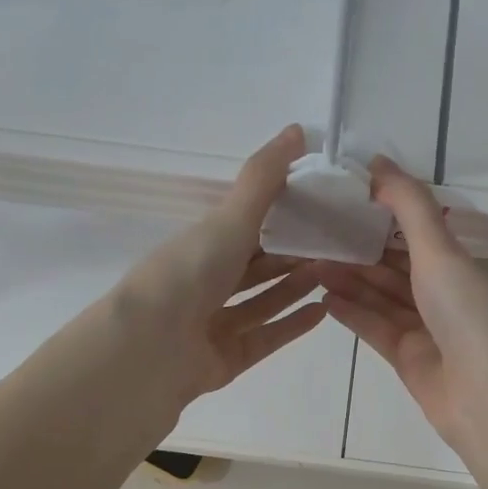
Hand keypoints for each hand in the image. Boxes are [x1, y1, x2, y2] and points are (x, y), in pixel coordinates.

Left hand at [115, 124, 327, 403]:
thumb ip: (264, 179)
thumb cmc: (190, 273)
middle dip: (292, 255)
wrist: (151, 348)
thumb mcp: (229, 218)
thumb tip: (297, 129)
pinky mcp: (226, 359)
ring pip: (262, 302)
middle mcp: (204, 283)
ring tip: (334, 272)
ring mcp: (213, 324)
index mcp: (199, 246)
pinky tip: (323, 311)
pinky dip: (292, 324)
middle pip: (255, 267)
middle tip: (336, 243)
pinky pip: (265, 337)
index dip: (279, 215)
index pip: (243, 226)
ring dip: (295, 287)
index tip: (319, 206)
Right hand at [313, 157, 487, 448]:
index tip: (348, 204)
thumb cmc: (470, 313)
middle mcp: (452, 296)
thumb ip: (409, 206)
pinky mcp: (410, 359)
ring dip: (351, 280)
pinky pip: (376, 328)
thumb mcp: (441, 250)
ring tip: (311, 263)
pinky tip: (323, 297)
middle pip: (398, 267)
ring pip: (384, 297)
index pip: (423, 236)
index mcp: (471, 266)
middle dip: (361, 251)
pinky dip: (353, 313)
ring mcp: (431, 330)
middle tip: (317, 234)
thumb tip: (378, 162)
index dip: (386, 219)